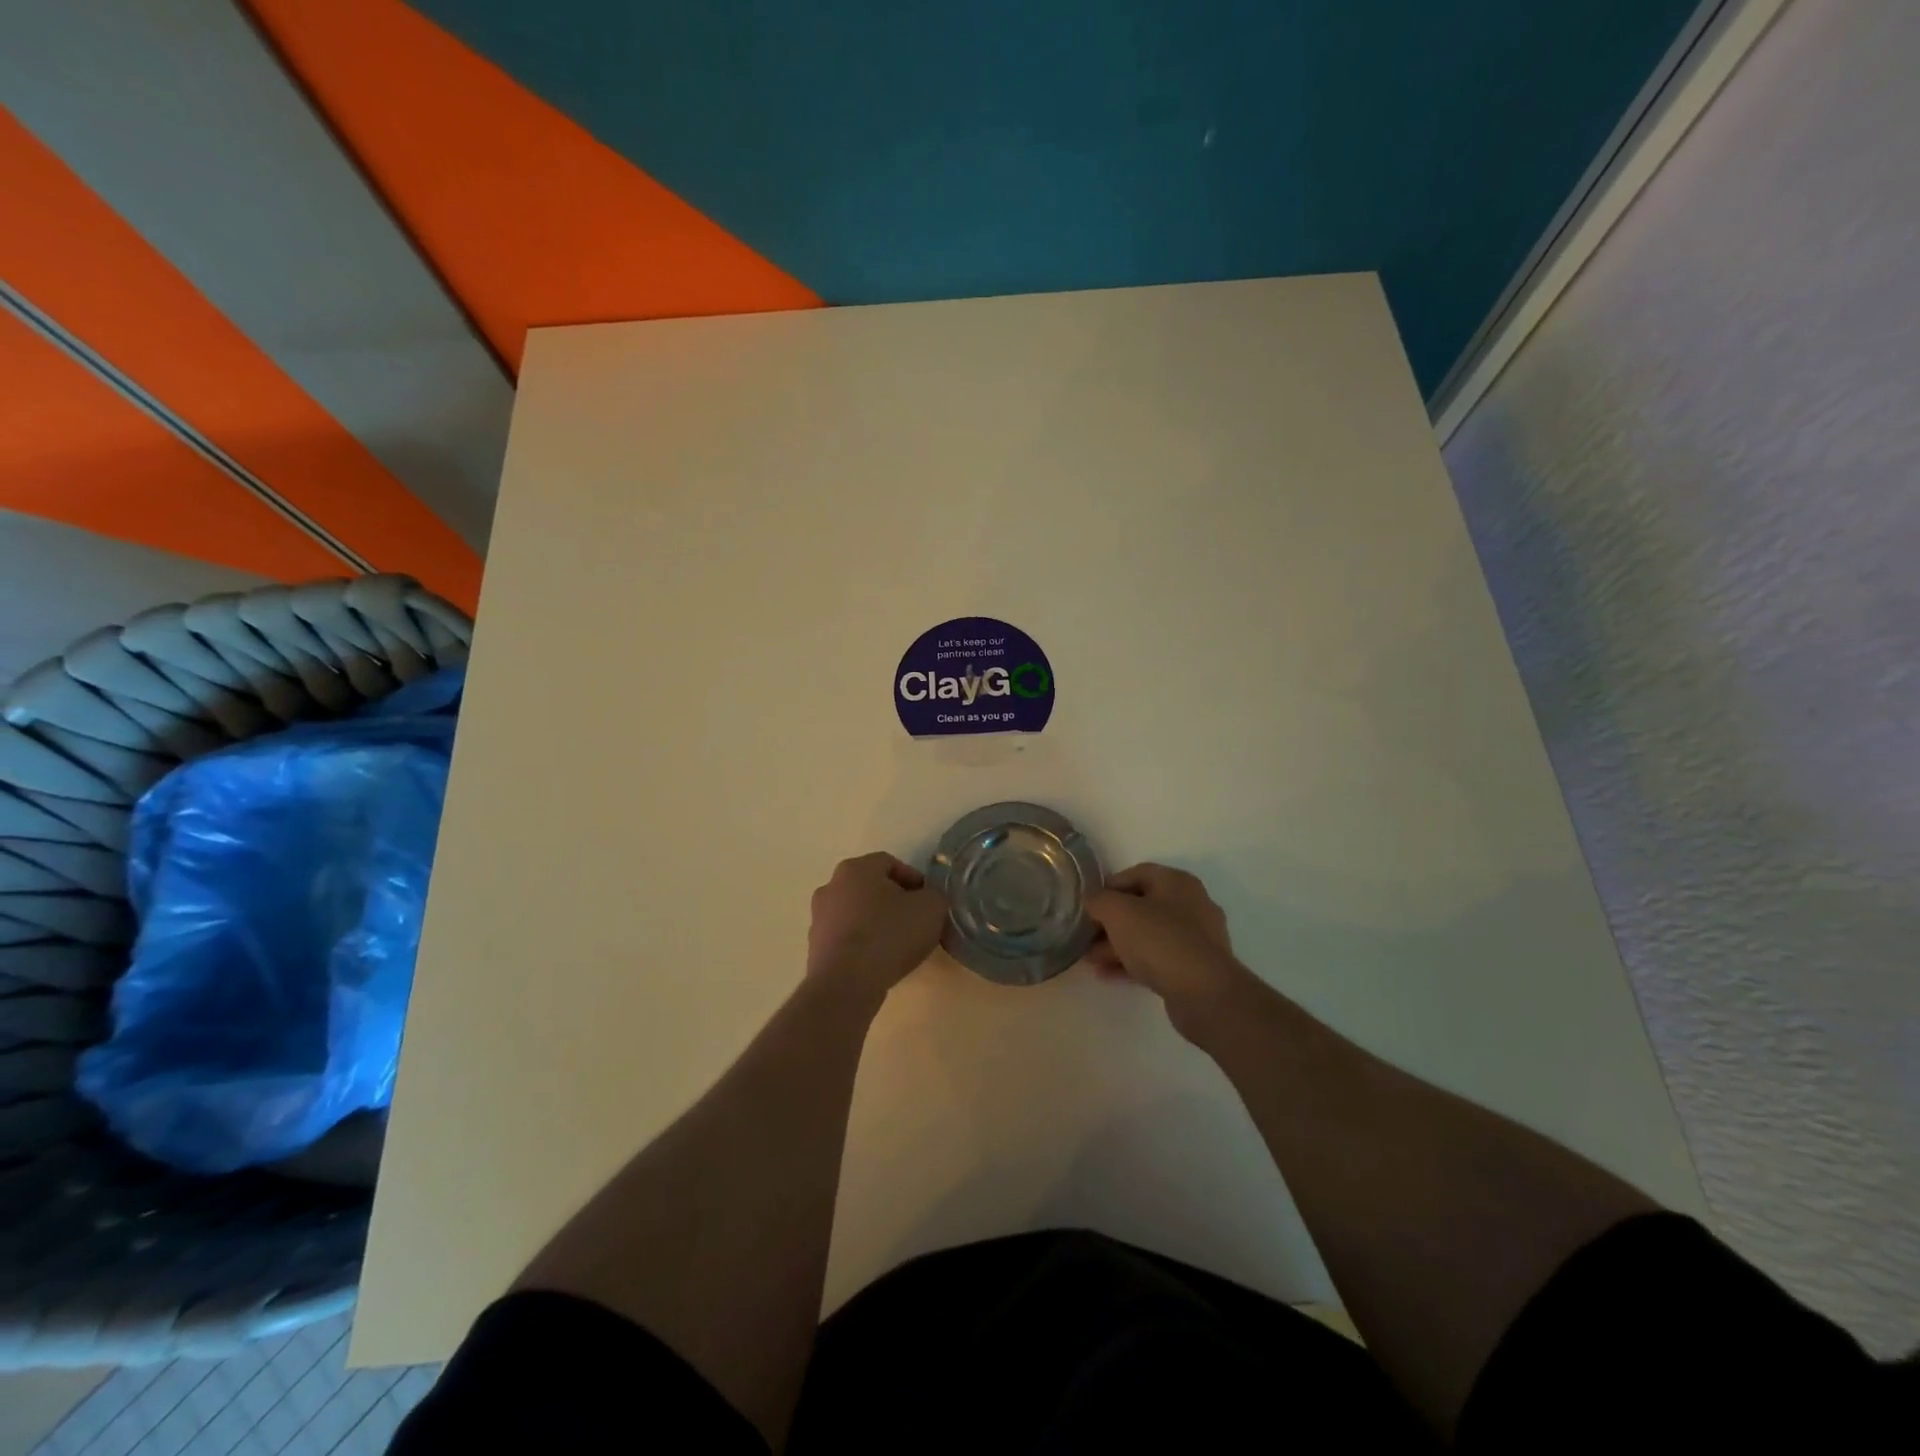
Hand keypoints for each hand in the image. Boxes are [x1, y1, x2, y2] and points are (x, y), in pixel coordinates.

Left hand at [806, 852, 947, 1005]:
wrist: (846, 983)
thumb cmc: (889, 935)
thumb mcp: (931, 908)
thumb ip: (933, 896)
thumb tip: (926, 900)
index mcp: (856, 868)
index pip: (890, 863)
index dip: (913, 879)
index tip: (928, 901)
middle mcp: (831, 886)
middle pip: (870, 887)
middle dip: (893, 901)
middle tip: (914, 921)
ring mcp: (819, 918)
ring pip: (856, 913)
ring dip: (875, 923)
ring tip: (897, 945)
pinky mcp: (815, 947)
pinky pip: (845, 938)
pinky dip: (861, 945)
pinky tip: (877, 962)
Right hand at [1086, 864, 1254, 1039]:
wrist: (1205, 994)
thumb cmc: (1159, 940)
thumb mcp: (1118, 912)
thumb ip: (1099, 900)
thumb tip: (1092, 900)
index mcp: (1177, 882)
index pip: (1136, 873)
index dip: (1108, 887)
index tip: (1088, 905)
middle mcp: (1191, 904)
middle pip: (1141, 906)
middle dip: (1110, 922)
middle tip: (1086, 937)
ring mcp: (1196, 938)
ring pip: (1148, 935)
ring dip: (1118, 945)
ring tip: (1091, 960)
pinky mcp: (1195, 968)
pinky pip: (1158, 958)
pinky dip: (1133, 963)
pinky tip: (1108, 975)